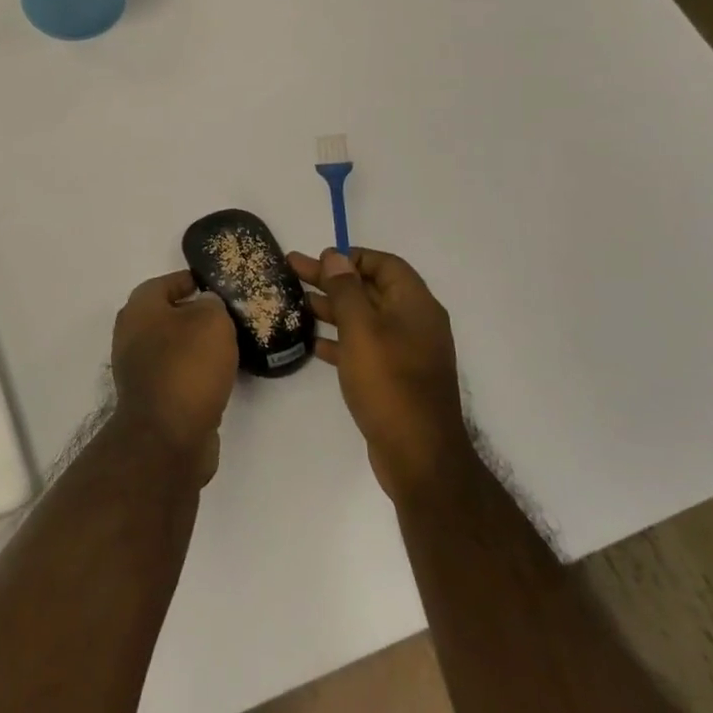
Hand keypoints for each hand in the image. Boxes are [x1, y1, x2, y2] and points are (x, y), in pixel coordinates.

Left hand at [110, 270, 237, 484]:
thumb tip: (207, 305)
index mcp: (139, 308)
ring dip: (196, 346)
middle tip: (229, 317)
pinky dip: (195, 372)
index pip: (166, 283)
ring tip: (230, 346)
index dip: (192, 281)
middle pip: (167, 315)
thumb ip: (212, 305)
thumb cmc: (188, 366)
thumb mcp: (211, 321)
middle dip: (196, 314)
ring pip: (172, 346)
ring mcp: (138, 368)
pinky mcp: (150, 397)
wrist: (168, 436)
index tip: (218, 285)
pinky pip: (177, 373)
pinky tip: (219, 376)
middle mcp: (131, 334)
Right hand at [290, 248, 464, 499]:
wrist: (419, 455)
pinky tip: (314, 343)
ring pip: (365, 318)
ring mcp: (406, 352)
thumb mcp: (361, 329)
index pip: (385, 264)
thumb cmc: (389, 383)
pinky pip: (365, 346)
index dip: (352, 257)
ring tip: (296, 302)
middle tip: (292, 269)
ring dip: (332, 307)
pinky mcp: (396, 377)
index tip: (318, 259)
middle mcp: (415, 323)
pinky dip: (341, 339)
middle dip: (332, 279)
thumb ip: (346, 290)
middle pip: (370, 289)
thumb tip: (336, 257)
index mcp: (415, 305)